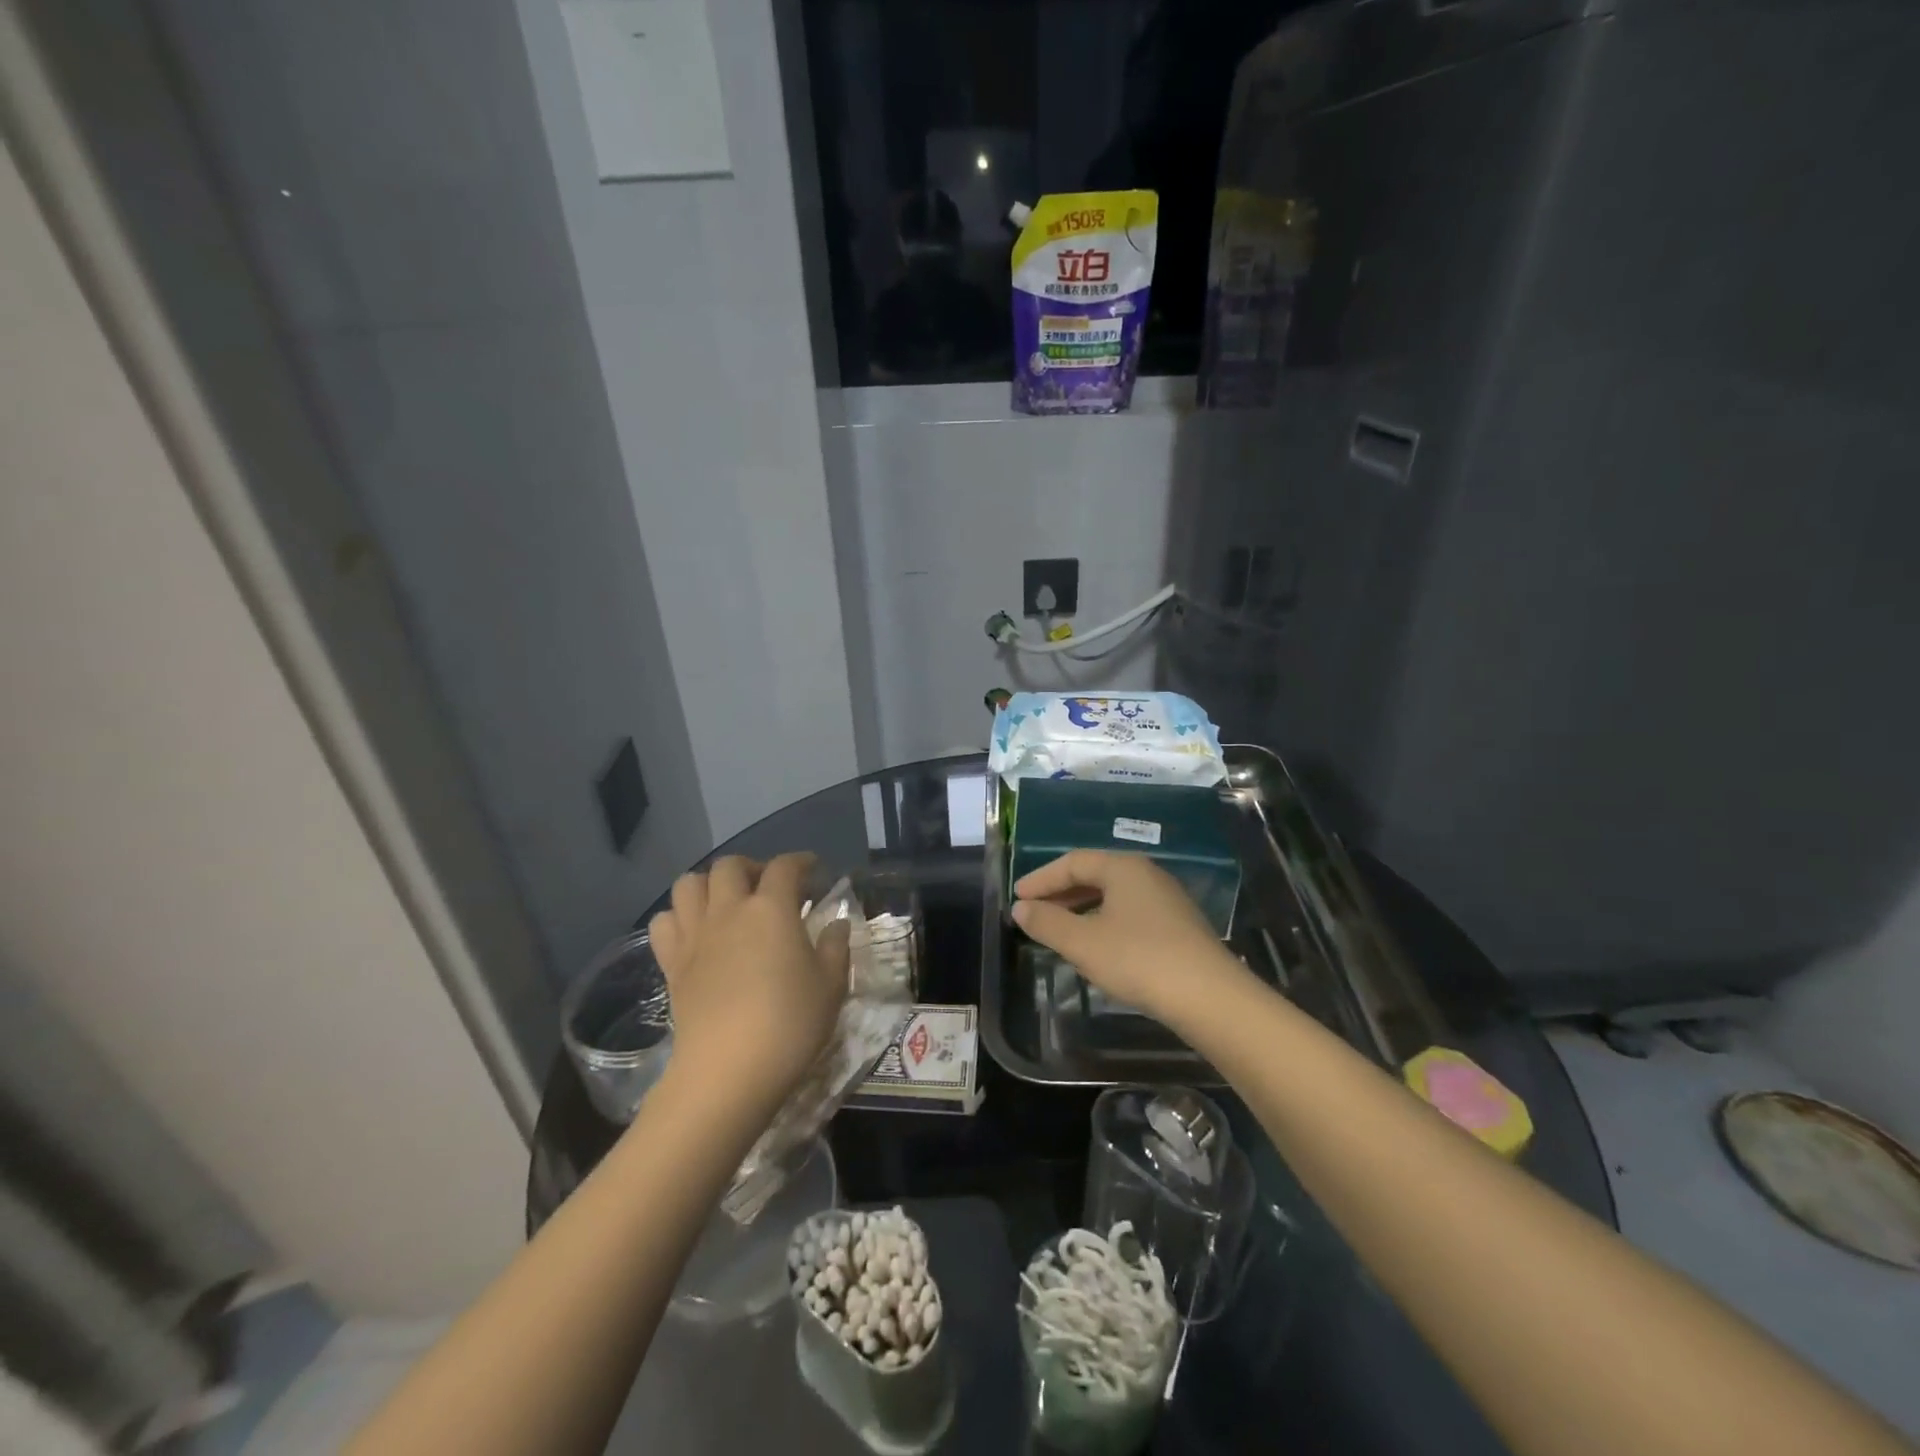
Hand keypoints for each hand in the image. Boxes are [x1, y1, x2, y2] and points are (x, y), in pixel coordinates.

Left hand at [648, 853, 849, 1116]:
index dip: (801, 861)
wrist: (727, 1071)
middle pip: (730, 865)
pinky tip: (696, 932)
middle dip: (752, 867)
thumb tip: (836, 923)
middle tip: (768, 887)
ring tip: (727, 903)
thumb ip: (835, 947)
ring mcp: (695, 935)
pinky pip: (664, 922)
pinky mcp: (672, 963)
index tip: (813, 870)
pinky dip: (679, 917)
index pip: (785, 866)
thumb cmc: (789, 1025)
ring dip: (709, 884)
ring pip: (689, 884)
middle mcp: (729, 910)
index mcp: (772, 909)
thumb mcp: (831, 986)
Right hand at [1012, 850, 1246, 1028]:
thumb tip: (1021, 908)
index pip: (1073, 862)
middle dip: (1061, 892)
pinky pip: (1129, 913)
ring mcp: (1166, 900)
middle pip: (1094, 874)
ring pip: (1113, 895)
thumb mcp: (1083, 943)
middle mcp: (1146, 874)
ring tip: (1059, 929)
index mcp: (1123, 867)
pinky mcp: (1178, 926)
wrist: (1209, 997)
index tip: (1017, 897)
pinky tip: (1096, 946)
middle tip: (1034, 911)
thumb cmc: (1138, 959)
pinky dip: (1103, 921)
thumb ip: (1047, 923)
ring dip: (1081, 908)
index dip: (1041, 878)